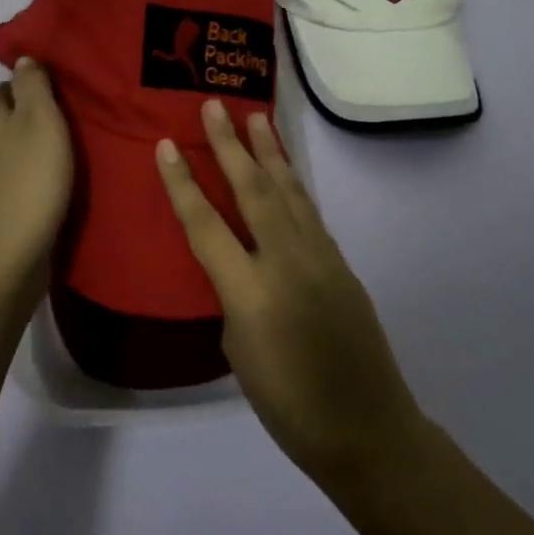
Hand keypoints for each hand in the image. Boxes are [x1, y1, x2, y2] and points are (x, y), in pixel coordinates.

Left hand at [0, 57, 73, 291]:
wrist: (4, 259)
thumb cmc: (28, 182)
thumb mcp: (40, 121)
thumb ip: (33, 87)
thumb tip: (22, 58)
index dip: (17, 87)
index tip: (50, 93)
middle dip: (21, 122)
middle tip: (62, 128)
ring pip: (0, 160)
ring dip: (24, 157)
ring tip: (60, 164)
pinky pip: (6, 192)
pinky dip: (23, 188)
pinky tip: (46, 197)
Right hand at [156, 100, 423, 487]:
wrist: (367, 430)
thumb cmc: (288, 405)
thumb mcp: (239, 353)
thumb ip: (234, 298)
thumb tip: (240, 267)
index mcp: (250, 292)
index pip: (205, 225)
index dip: (182, 183)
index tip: (166, 144)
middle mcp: (286, 262)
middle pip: (253, 190)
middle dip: (231, 144)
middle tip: (215, 105)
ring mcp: (320, 258)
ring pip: (289, 192)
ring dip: (270, 151)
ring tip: (257, 117)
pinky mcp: (341, 263)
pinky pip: (309, 213)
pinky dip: (292, 184)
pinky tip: (285, 171)